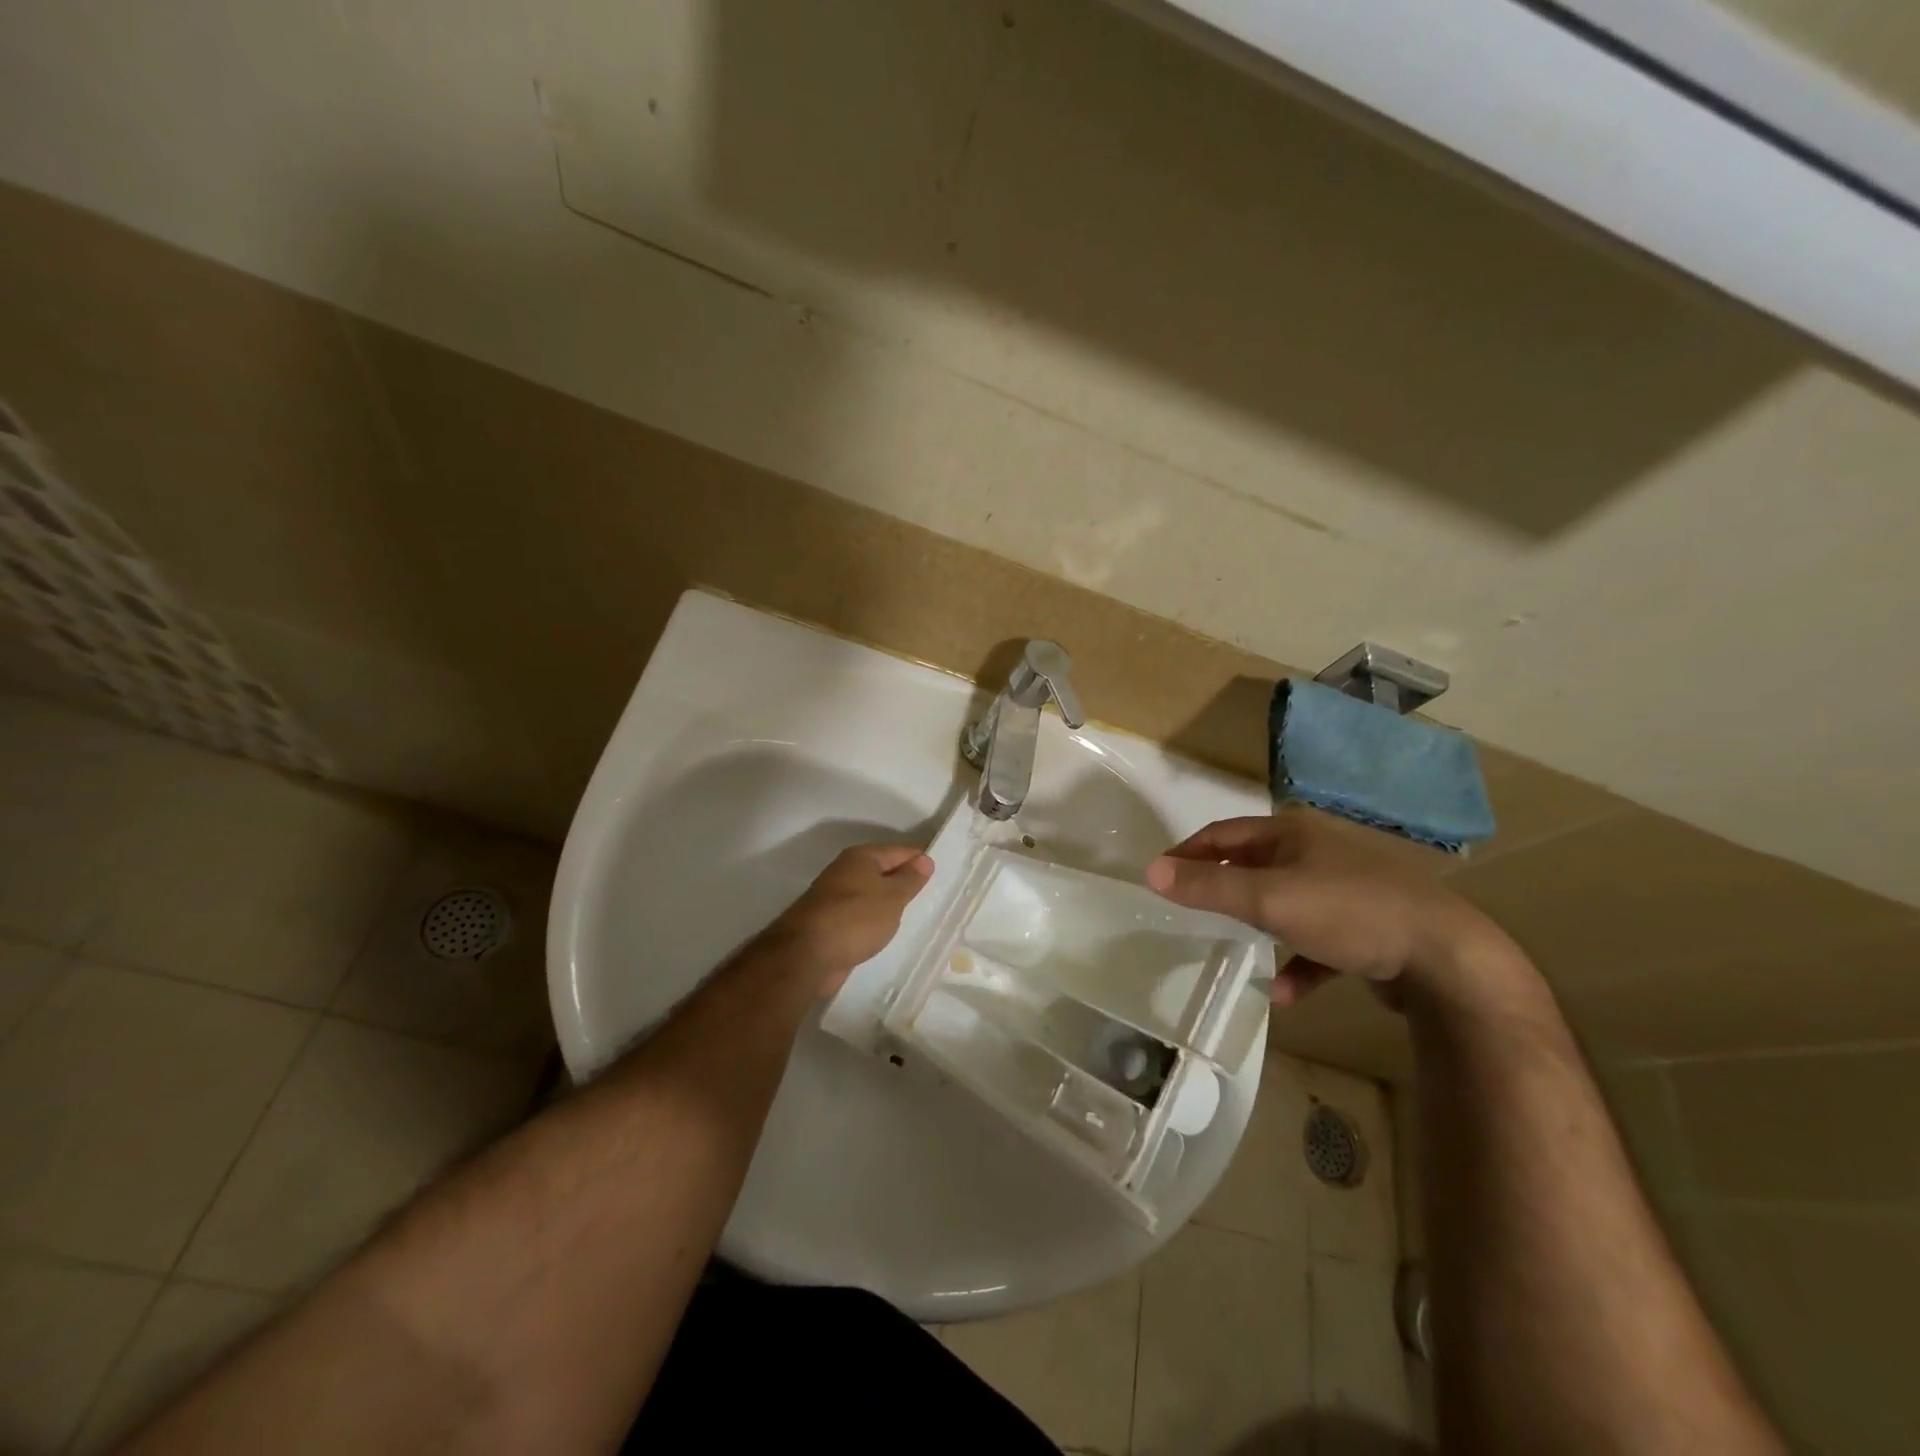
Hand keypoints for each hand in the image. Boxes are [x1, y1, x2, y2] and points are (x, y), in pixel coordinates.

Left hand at [765, 844, 934, 995]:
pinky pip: (860, 915)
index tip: (942, 873)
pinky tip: (886, 932)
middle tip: (933, 896)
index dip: (920, 860)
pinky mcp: (829, 922)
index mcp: (861, 857)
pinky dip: (874, 920)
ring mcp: (834, 897)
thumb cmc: (856, 918)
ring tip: (914, 915)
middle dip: (904, 881)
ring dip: (888, 903)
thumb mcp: (892, 897)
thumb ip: (910, 879)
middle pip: (883, 871)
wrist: (807, 954)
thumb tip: (925, 859)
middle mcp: (845, 871)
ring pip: (871, 894)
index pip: (899, 851)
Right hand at [1144, 808, 1514, 1006]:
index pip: (1224, 834)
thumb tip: (1150, 872)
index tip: (1159, 876)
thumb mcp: (1269, 899)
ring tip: (1232, 947)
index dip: (1188, 852)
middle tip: (1190, 910)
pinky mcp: (1368, 929)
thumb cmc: (1348, 913)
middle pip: (1254, 866)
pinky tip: (1287, 993)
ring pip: (1286, 904)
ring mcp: (1346, 891)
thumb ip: (1209, 887)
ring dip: (1259, 926)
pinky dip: (1299, 962)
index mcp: (1293, 833)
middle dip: (1222, 887)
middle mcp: (1318, 853)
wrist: (1447, 957)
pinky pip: (1319, 943)